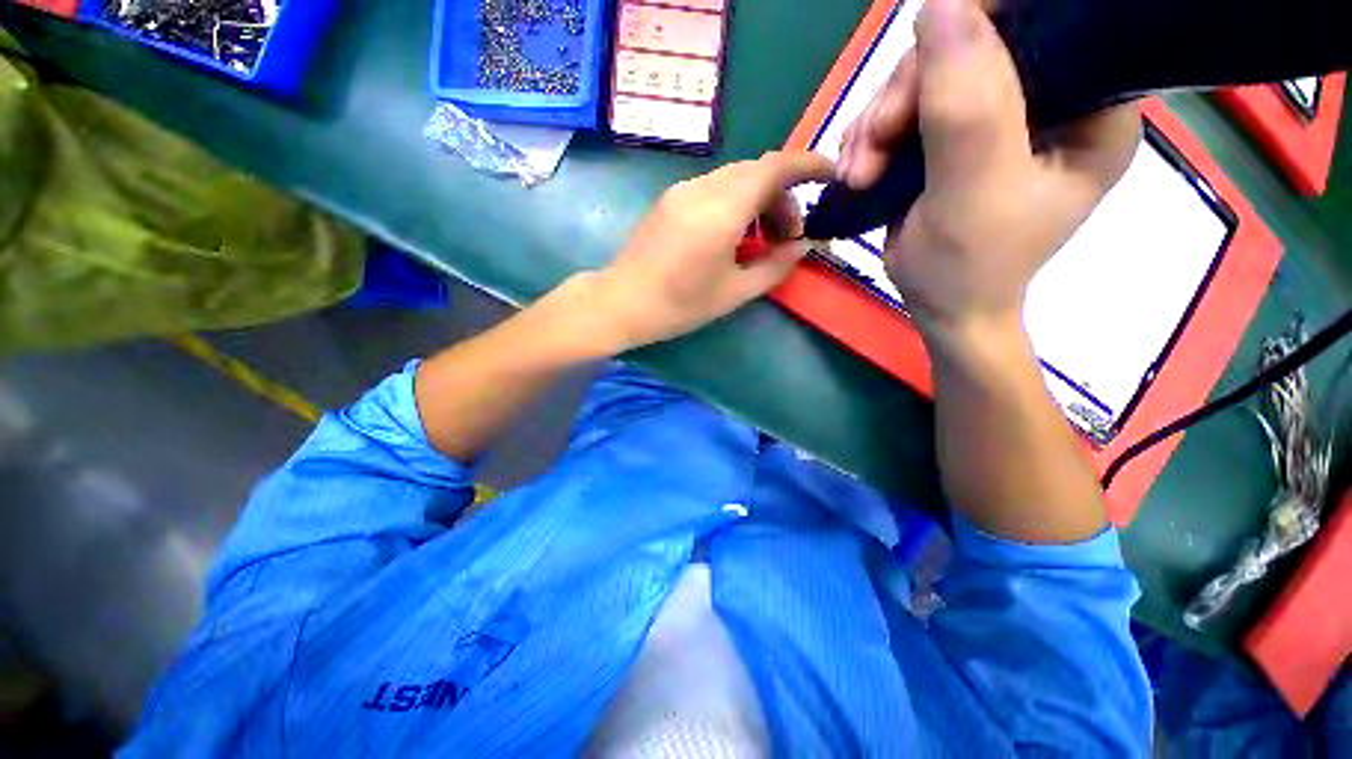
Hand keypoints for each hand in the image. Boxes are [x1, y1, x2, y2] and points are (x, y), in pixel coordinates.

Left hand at [590, 151, 834, 350]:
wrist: (621, 303)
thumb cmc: (679, 305)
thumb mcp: (734, 292)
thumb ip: (775, 266)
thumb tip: (804, 246)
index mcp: (722, 209)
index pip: (776, 167)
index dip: (809, 165)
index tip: (832, 177)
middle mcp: (703, 188)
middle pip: (757, 172)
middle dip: (783, 197)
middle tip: (788, 236)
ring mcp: (683, 191)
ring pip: (736, 179)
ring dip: (759, 200)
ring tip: (762, 240)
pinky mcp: (671, 200)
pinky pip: (715, 189)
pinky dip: (736, 203)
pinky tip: (734, 235)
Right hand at [839, 0, 1139, 341]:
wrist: (940, 306)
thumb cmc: (970, 266)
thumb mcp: (973, 193)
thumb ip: (966, 108)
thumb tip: (941, 3)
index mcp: (1090, 106)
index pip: (1044, 25)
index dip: (978, 33)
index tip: (918, 84)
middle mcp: (1050, 98)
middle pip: (973, 47)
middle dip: (907, 93)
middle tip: (872, 145)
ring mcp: (997, 115)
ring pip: (929, 76)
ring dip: (879, 120)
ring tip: (858, 170)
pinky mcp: (954, 135)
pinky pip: (907, 107)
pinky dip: (873, 134)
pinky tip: (858, 167)